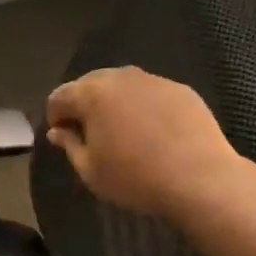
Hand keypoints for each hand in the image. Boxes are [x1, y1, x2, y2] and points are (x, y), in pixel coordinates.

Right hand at [45, 66, 245, 220]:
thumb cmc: (135, 178)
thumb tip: (58, 132)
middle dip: (83, 104)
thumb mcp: (90, 171)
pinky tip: (153, 132)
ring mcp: (154, 80)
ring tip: (121, 131)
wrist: (200, 178)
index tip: (62, 137)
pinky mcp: (181, 89)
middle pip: (90, 83)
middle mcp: (121, 77)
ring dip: (114, 103)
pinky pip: (150, 93)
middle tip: (89, 133)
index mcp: (92, 94)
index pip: (59, 96)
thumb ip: (69, 145)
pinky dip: (143, 106)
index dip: (55, 116)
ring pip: (122, 86)